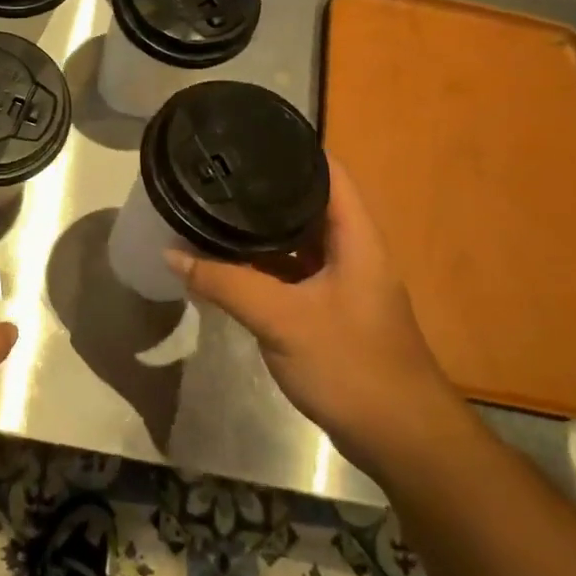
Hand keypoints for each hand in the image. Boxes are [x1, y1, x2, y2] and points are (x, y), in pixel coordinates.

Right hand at [166, 154, 461, 475]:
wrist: (402, 440)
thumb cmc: (352, 366)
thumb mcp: (282, 320)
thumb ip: (226, 284)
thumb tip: (173, 253)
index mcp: (356, 238)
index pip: (329, 172)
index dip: (294, 148)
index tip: (249, 135)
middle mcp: (352, 252)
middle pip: (309, 203)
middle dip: (265, 187)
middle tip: (218, 173)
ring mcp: (342, 284)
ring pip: (297, 241)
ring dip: (261, 229)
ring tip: (215, 208)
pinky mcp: (331, 312)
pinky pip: (292, 272)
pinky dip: (263, 264)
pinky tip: (229, 262)